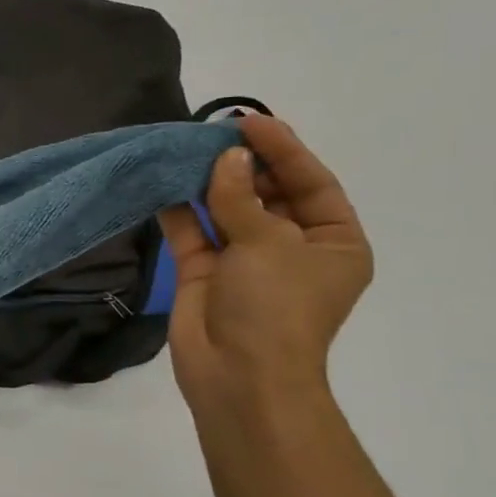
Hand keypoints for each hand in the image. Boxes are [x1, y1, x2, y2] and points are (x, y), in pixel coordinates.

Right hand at [158, 115, 372, 414]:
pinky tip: (163, 183)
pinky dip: (179, 210)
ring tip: (183, 150)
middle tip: (211, 134)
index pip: (311, 183)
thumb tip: (224, 159)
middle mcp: (290, 248)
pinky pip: (193, 232)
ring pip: (226, 210)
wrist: (238, 374)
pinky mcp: (204, 272)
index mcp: (332, 243)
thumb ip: (240, 197)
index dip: (284, 150)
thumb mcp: (268, 244)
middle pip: (267, 193)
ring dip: (206, 183)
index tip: (250, 122)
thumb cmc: (275, 307)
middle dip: (241, 164)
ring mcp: (244, 261)